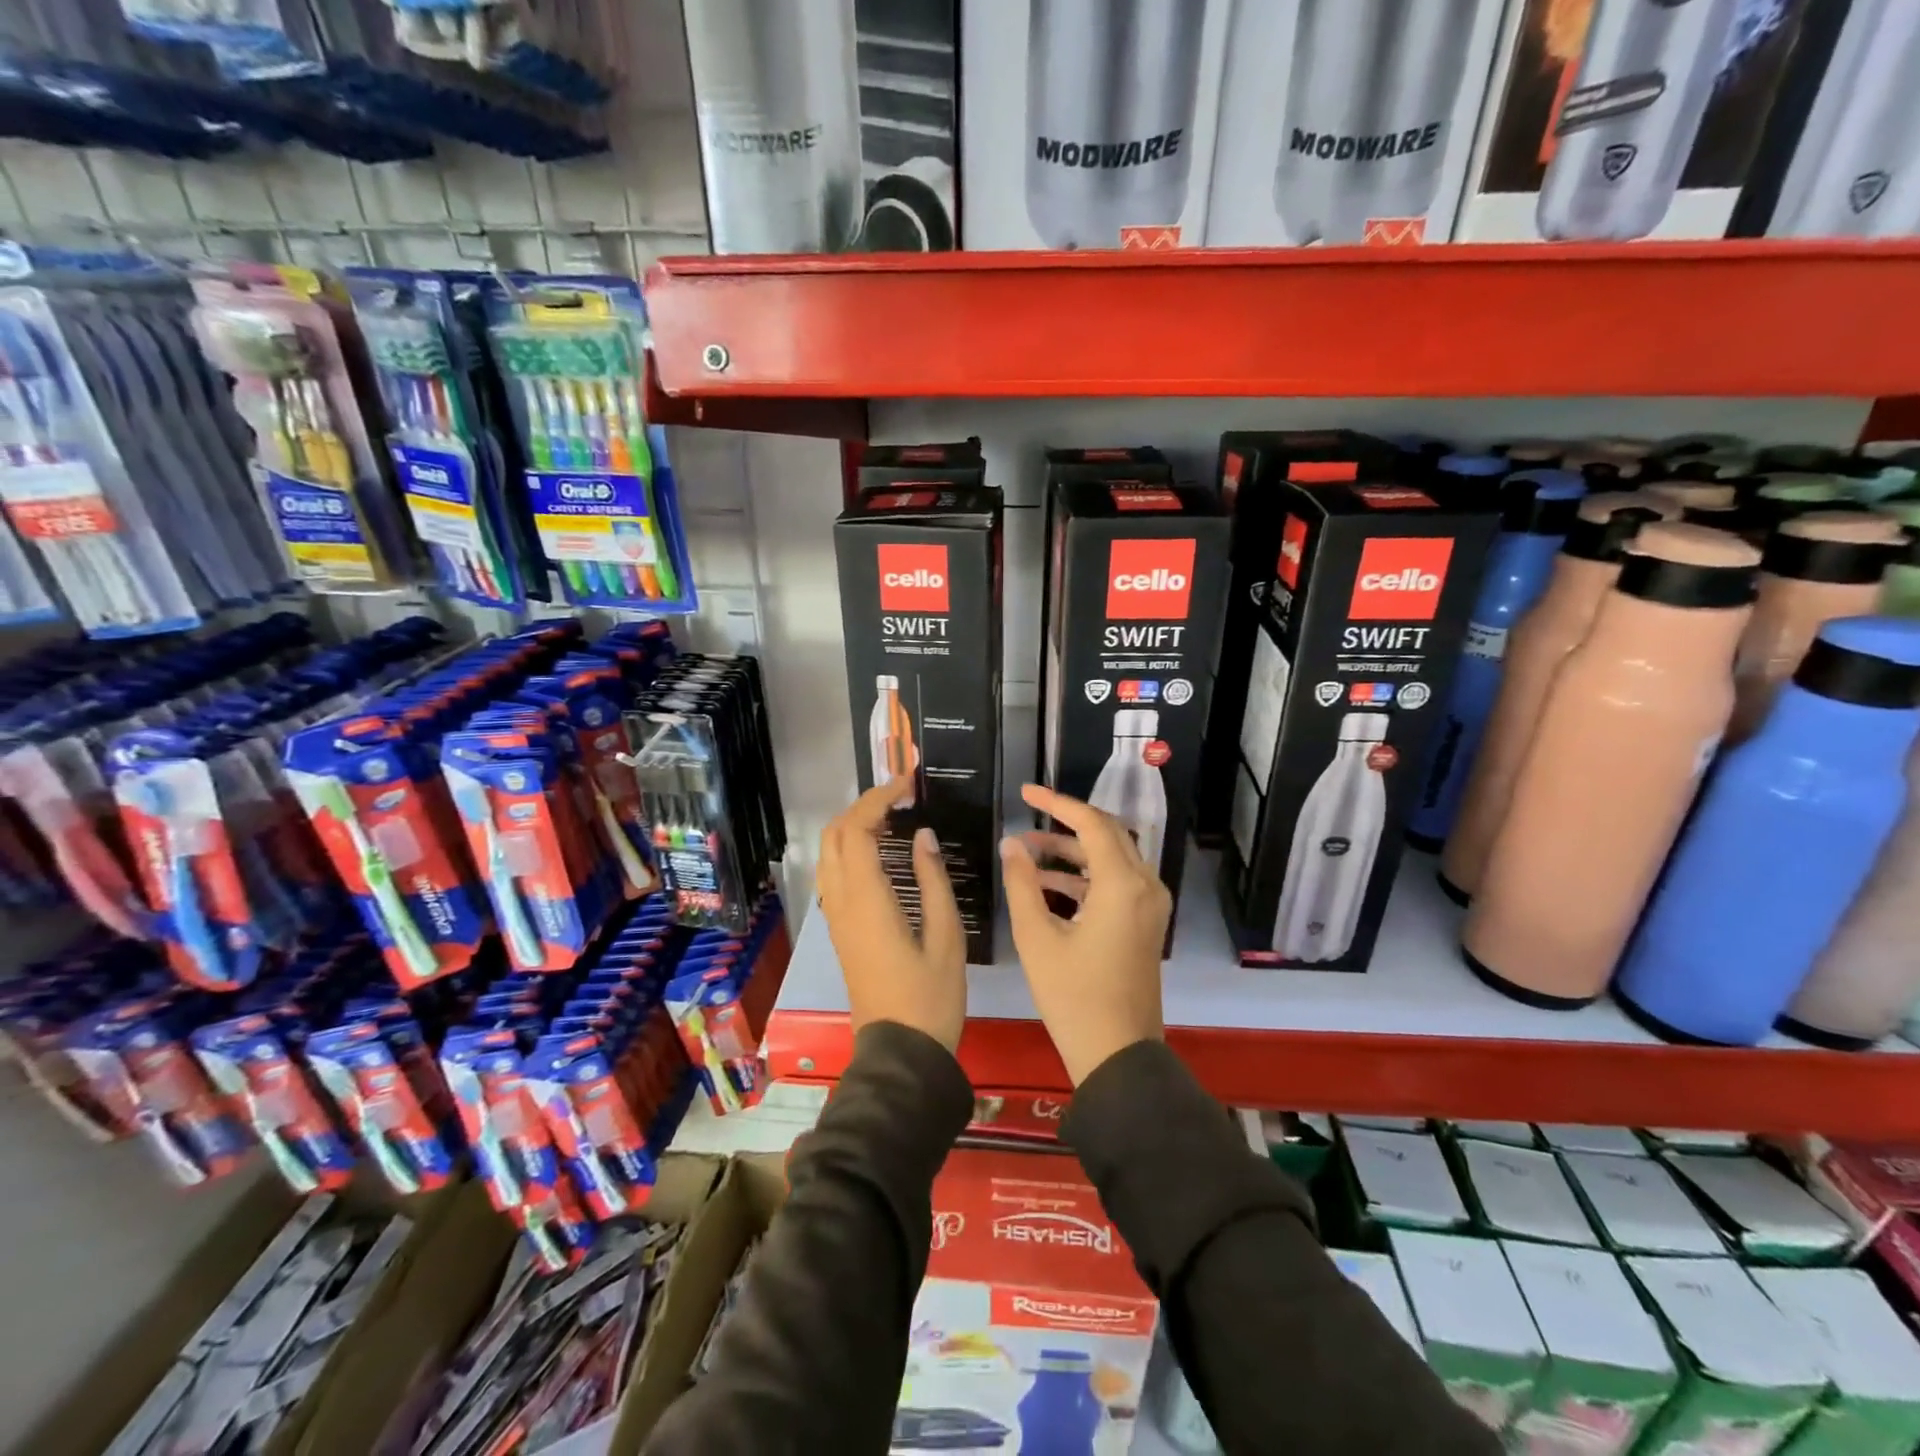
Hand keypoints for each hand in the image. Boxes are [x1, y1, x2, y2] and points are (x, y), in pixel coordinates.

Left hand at [817, 779, 965, 1050]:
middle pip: (834, 835)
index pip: (858, 830)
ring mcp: (837, 917)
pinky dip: (850, 849)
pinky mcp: (840, 930)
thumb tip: (923, 836)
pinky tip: (880, 852)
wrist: (900, 1051)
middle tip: (900, 797)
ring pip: (828, 854)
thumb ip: (933, 880)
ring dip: (852, 826)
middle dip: (861, 806)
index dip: (878, 799)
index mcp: (868, 900)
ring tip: (892, 817)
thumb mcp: (947, 936)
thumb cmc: (931, 996)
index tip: (907, 784)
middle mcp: (842, 902)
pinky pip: (834, 874)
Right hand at [1000, 784, 1168, 1085]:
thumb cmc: (1073, 996)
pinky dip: (1085, 878)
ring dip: (1072, 853)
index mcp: (1123, 884)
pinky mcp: (1145, 923)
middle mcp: (1145, 886)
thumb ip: (1022, 883)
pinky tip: (1046, 886)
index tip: (1026, 792)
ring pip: (1112, 859)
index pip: (1090, 823)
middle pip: (1107, 835)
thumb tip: (1011, 844)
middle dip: (1065, 824)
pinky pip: (1116, 884)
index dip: (1056, 802)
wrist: (1118, 1055)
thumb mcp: (1037, 937)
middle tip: (1028, 816)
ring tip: (1027, 854)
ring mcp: (1150, 906)